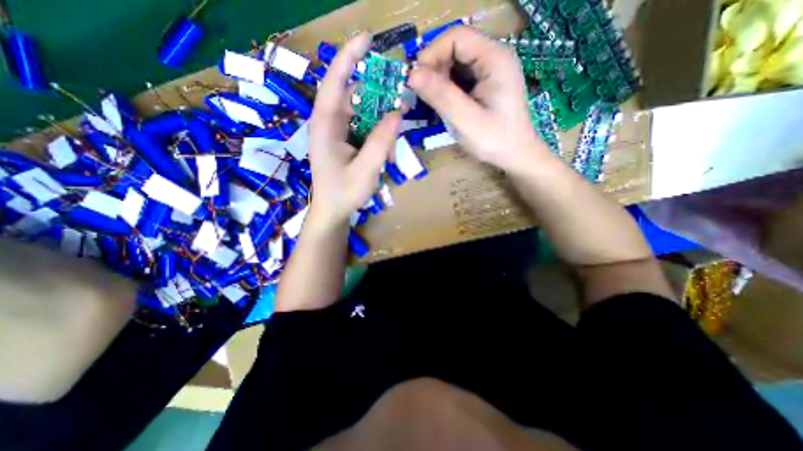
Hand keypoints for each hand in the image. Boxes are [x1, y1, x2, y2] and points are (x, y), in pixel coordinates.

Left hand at [308, 32, 401, 228]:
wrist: (333, 211)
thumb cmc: (344, 193)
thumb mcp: (366, 169)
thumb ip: (381, 142)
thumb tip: (398, 113)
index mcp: (325, 124)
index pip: (335, 81)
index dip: (349, 57)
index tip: (368, 39)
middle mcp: (328, 122)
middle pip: (353, 95)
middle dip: (377, 95)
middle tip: (399, 99)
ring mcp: (336, 132)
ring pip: (361, 113)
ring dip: (380, 120)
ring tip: (394, 136)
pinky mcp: (343, 140)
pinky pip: (363, 127)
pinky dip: (377, 133)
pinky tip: (387, 148)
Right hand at [410, 26, 548, 169]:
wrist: (516, 155)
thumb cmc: (495, 141)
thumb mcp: (466, 120)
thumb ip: (441, 96)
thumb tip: (412, 75)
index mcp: (495, 59)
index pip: (457, 37)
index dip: (432, 54)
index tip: (415, 80)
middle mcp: (494, 57)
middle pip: (455, 48)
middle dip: (433, 69)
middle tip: (419, 95)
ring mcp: (490, 71)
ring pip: (455, 64)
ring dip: (437, 80)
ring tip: (428, 102)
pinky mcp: (485, 84)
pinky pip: (460, 78)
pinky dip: (446, 88)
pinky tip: (441, 104)